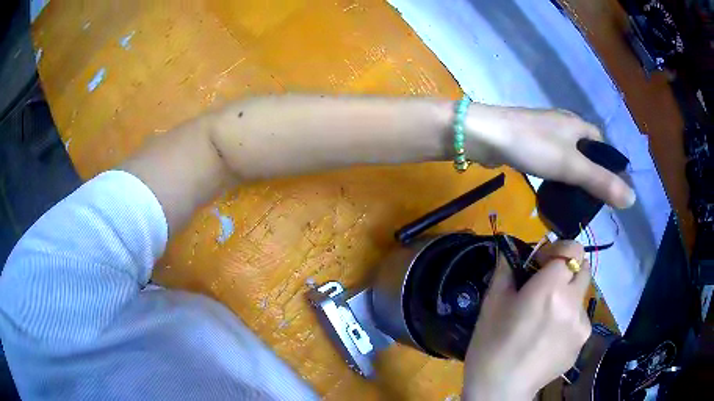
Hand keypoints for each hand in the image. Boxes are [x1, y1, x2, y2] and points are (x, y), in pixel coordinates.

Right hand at [463, 241, 591, 400]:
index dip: (558, 250)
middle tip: (546, 286)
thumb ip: (506, 269)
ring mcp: (582, 324)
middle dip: (567, 269)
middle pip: (583, 267)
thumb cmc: (491, 345)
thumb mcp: (492, 303)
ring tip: (545, 318)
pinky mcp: (582, 342)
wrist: (500, 389)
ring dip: (567, 296)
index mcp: (551, 288)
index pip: (572, 249)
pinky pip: (579, 319)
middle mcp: (573, 302)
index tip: (541, 263)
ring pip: (581, 295)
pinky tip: (549, 338)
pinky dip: (568, 319)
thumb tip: (511, 249)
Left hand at [465, 105, 635, 208]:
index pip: (603, 146)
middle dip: (592, 172)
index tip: (610, 190)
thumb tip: (632, 199)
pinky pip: (550, 158)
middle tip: (593, 199)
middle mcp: (563, 124)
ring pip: (568, 154)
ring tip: (576, 198)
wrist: (485, 135)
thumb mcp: (572, 166)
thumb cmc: (533, 146)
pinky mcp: (528, 141)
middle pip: (586, 150)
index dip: (609, 166)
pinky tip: (554, 186)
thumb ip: (601, 182)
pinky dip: (556, 172)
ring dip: (574, 173)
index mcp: (578, 125)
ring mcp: (544, 131)